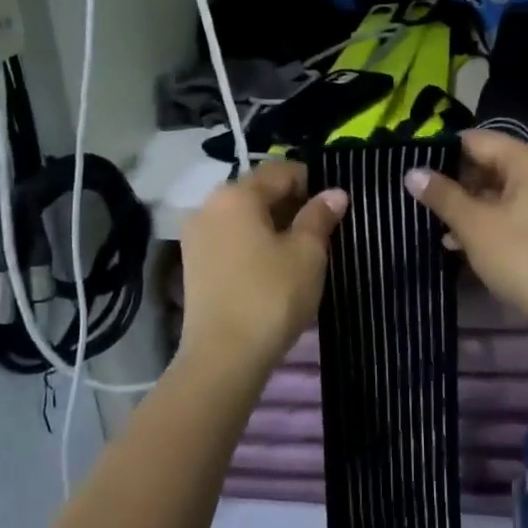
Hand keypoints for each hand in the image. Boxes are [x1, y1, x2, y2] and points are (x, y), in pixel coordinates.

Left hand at [178, 160, 348, 369]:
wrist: (223, 356)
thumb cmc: (271, 296)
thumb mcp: (307, 253)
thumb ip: (320, 216)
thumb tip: (335, 193)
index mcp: (236, 194)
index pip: (281, 171)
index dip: (312, 183)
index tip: (334, 206)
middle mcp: (209, 206)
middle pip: (258, 192)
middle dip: (291, 205)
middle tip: (322, 230)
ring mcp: (196, 236)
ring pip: (243, 217)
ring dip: (272, 225)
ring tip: (299, 251)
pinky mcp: (193, 264)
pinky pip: (230, 239)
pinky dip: (252, 244)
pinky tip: (272, 268)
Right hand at [404, 131, 527, 333]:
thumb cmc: (522, 258)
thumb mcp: (474, 225)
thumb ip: (442, 195)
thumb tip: (412, 172)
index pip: (476, 140)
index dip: (443, 152)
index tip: (416, 170)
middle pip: (492, 163)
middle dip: (457, 183)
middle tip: (424, 201)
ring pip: (504, 190)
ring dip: (472, 205)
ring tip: (439, 226)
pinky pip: (518, 210)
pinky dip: (493, 219)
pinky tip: (465, 242)